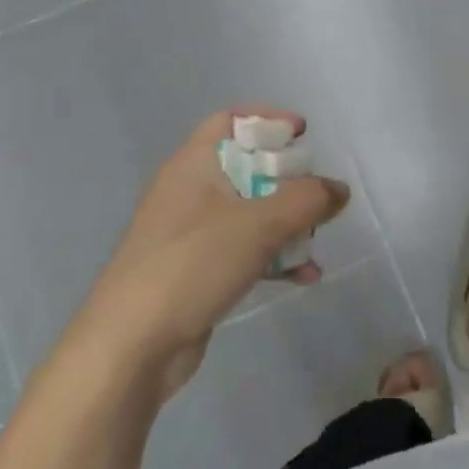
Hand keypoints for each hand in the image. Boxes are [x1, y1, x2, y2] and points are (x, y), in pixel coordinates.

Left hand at [70, 108, 349, 400]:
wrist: (129, 348)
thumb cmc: (192, 265)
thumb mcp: (258, 225)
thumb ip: (306, 201)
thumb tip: (339, 189)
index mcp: (194, 164)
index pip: (231, 120)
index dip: (269, 120)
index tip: (304, 136)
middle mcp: (191, 190)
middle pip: (248, 167)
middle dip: (289, 180)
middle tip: (318, 196)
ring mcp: (192, 233)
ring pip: (251, 211)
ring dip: (288, 223)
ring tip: (316, 242)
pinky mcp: (197, 270)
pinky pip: (245, 250)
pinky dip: (274, 256)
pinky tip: (304, 276)